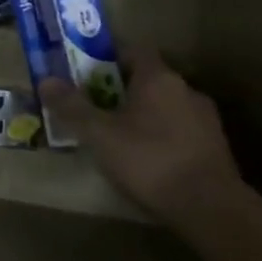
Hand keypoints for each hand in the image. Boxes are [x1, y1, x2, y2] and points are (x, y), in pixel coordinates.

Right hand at [41, 53, 241, 224]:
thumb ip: (71, 106)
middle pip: (148, 79)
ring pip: (166, 106)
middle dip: (122, 90)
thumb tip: (45, 80)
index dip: (108, 58)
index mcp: (158, 77)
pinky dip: (163, 137)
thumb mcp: (99, 134)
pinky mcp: (217, 148)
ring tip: (120, 137)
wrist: (211, 209)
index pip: (133, 50)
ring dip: (145, 115)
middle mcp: (186, 89)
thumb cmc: (149, 160)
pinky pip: (181, 131)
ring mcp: (206, 119)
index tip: (87, 73)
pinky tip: (149, 160)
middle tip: (97, 107)